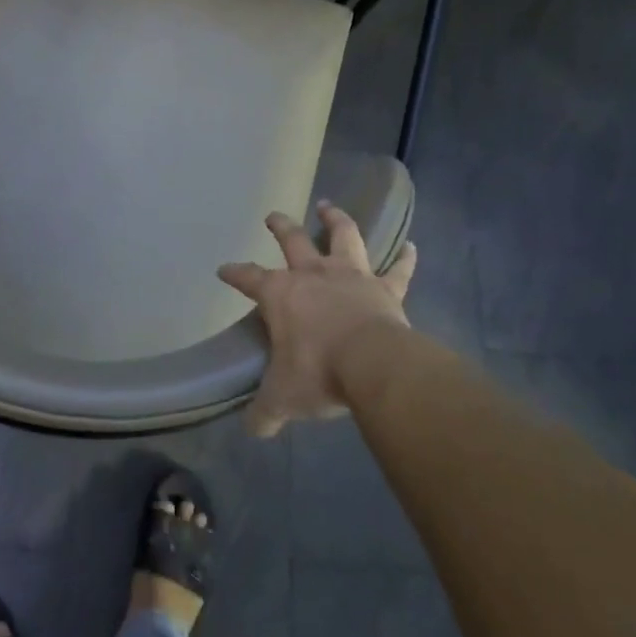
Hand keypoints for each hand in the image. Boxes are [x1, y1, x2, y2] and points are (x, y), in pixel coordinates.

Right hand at [219, 203, 417, 437]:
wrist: (373, 366)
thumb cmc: (318, 373)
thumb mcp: (283, 398)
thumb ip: (265, 412)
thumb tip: (253, 430)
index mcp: (281, 294)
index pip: (248, 277)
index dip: (234, 273)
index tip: (223, 269)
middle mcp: (313, 274)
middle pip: (293, 240)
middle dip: (280, 226)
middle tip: (273, 216)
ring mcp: (352, 277)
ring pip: (343, 237)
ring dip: (335, 220)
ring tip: (329, 206)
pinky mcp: (385, 289)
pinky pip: (399, 270)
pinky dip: (406, 258)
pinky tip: (411, 246)